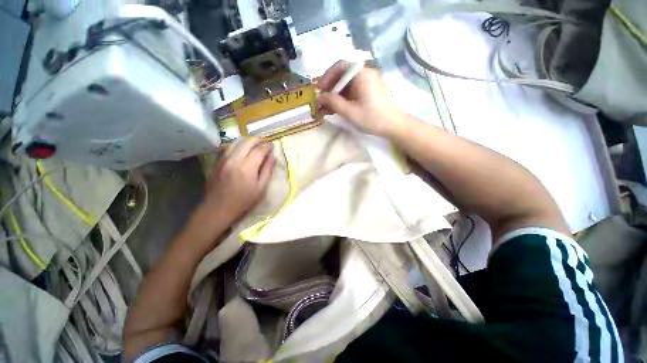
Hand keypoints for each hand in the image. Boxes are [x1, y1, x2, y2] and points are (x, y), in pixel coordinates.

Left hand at [203, 137, 274, 222]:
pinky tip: (241, 150)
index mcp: (247, 167)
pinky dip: (236, 146)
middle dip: (258, 140)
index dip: (267, 146)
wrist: (218, 208)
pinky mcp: (216, 162)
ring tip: (253, 145)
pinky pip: (227, 148)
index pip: (260, 149)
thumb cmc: (244, 201)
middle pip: (247, 141)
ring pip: (236, 142)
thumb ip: (267, 169)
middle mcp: (234, 159)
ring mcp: (222, 159)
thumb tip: (271, 156)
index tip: (272, 145)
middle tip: (264, 143)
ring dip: (246, 141)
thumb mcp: (261, 187)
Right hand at [317, 60, 406, 137]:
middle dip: (330, 87)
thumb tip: (319, 97)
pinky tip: (337, 108)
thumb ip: (333, 102)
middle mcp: (366, 73)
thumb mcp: (350, 112)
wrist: (394, 126)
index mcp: (362, 74)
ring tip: (326, 108)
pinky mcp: (370, 90)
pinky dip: (344, 98)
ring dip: (336, 95)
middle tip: (322, 100)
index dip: (327, 76)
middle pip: (343, 74)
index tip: (320, 89)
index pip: (340, 66)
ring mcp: (369, 82)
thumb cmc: (372, 118)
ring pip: (347, 84)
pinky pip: (353, 90)